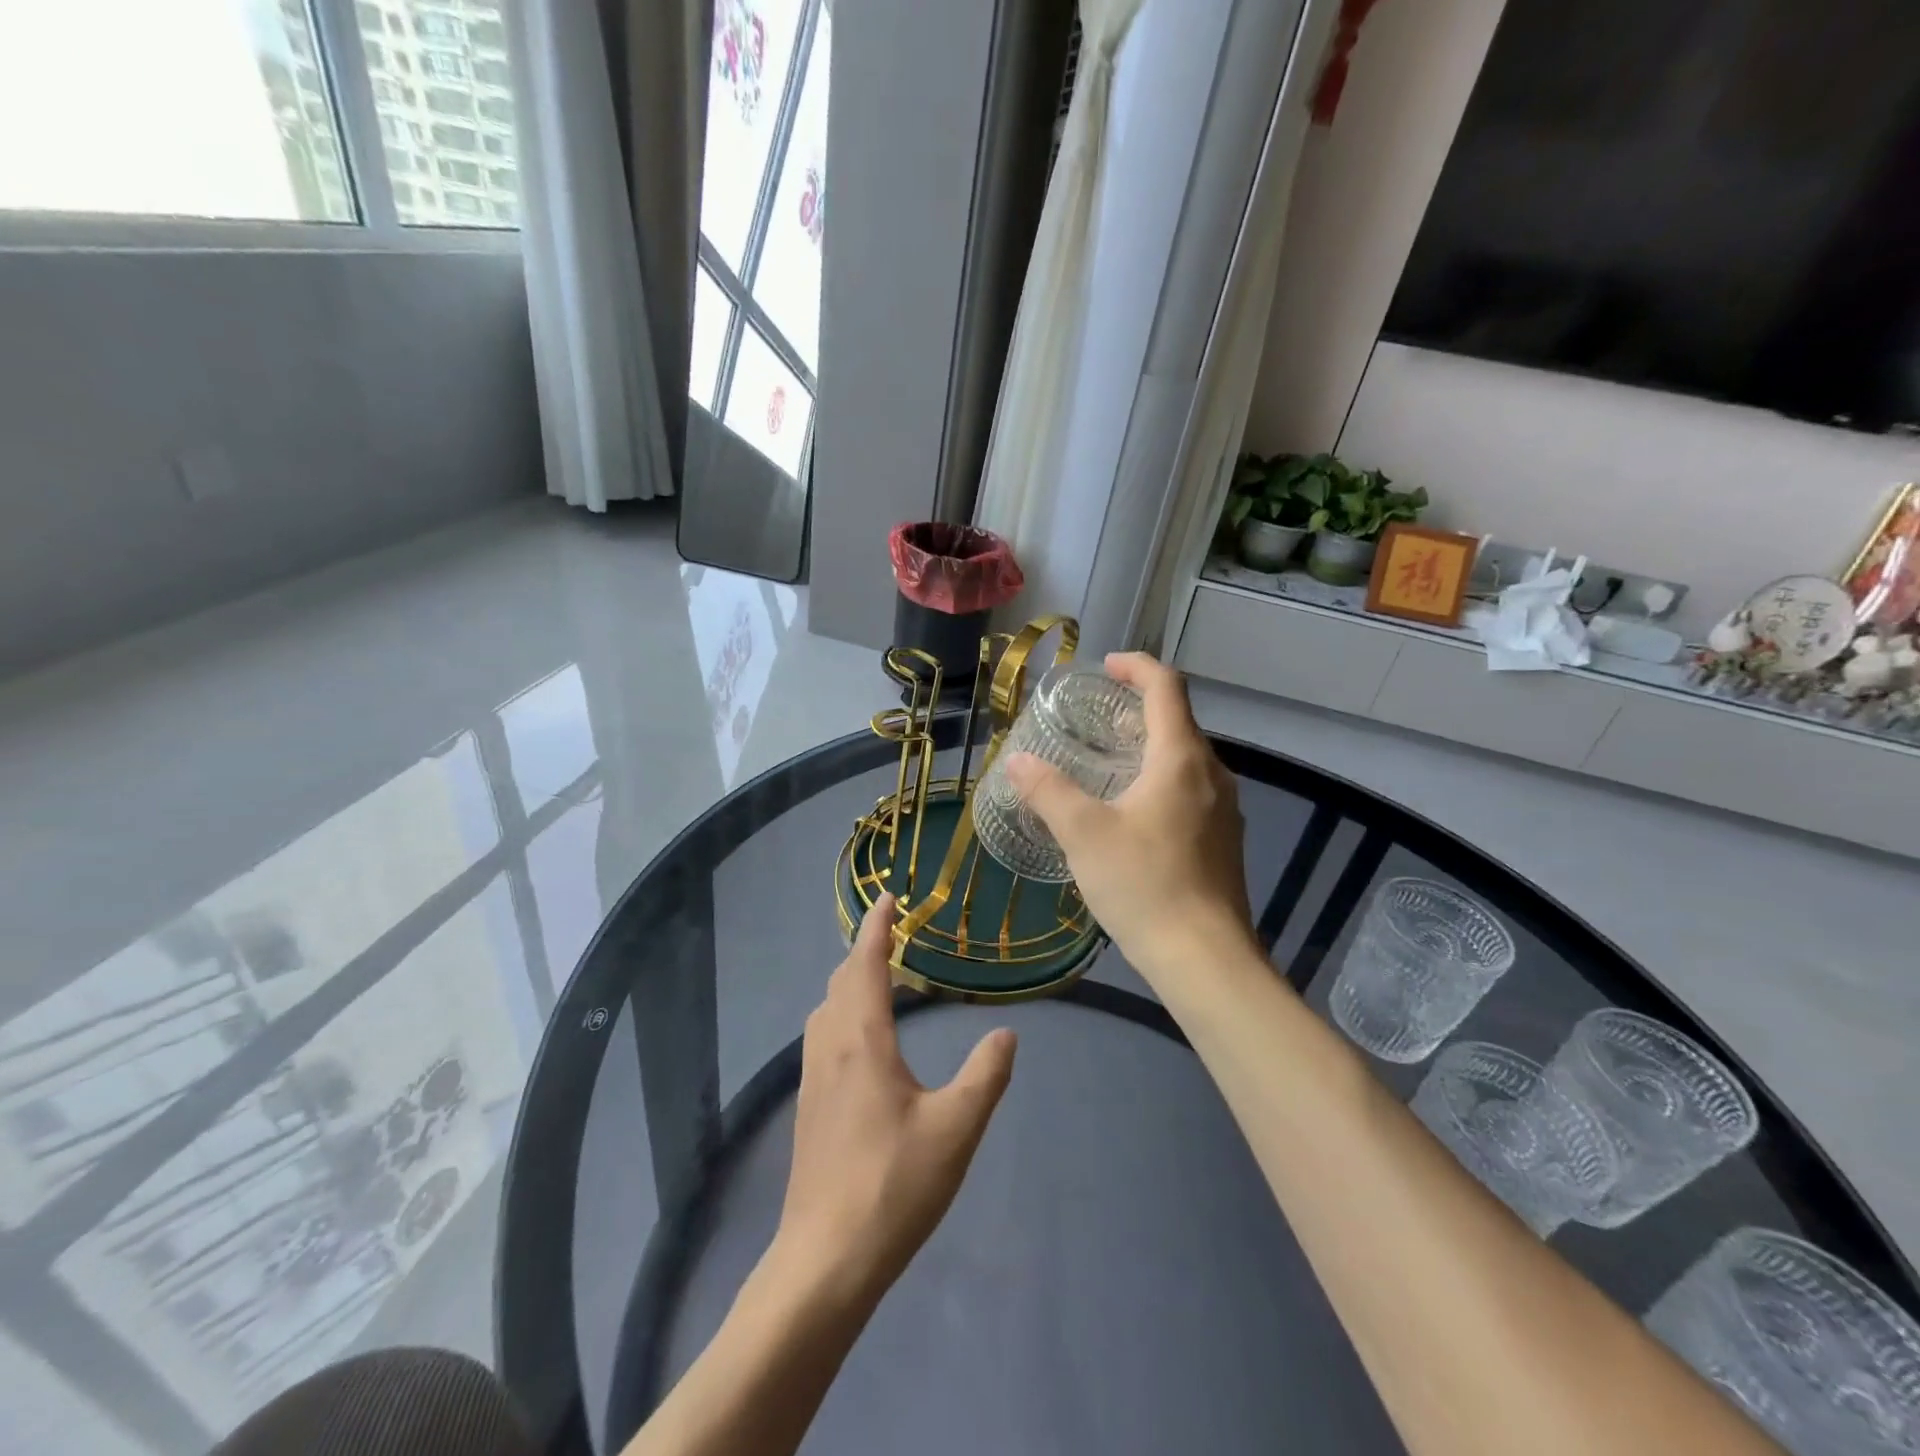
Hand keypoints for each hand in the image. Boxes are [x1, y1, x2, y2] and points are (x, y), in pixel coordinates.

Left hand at [775, 895, 1016, 1306]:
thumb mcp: (956, 1128)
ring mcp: (812, 1077)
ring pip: (827, 1009)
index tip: (888, 897)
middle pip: (842, 980)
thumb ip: (985, 1075)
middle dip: (865, 951)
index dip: (876, 926)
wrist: (825, 1258)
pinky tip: (864, 1040)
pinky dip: (843, 1013)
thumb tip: (1006, 1036)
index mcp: (862, 1039)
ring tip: (884, 981)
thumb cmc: (893, 1185)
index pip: (865, 963)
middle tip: (895, 937)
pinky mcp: (808, 1106)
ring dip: (851, 982)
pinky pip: (823, 1035)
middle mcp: (830, 1046)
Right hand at [1005, 652, 1254, 983]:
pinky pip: (1192, 790)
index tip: (1105, 667)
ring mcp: (1225, 810)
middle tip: (1095, 717)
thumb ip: (1048, 791)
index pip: (1166, 687)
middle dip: (1138, 708)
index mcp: (1182, 758)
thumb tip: (1018, 762)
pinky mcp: (1224, 841)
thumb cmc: (1144, 883)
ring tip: (1108, 762)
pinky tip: (1132, 812)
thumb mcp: (1083, 833)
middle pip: (1178, 721)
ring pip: (1186, 759)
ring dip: (1149, 747)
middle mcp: (1213, 774)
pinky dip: (1161, 780)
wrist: (1205, 959)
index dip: (1136, 667)